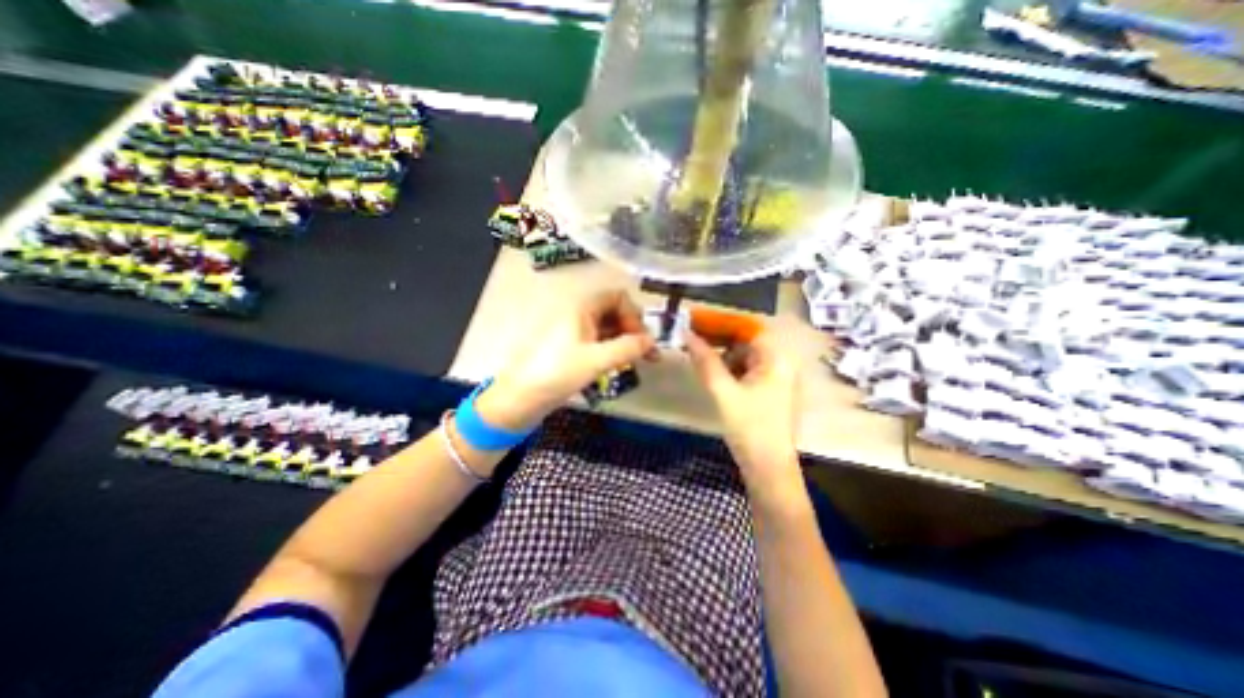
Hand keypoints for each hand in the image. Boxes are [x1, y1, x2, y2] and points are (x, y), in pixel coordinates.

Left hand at [476, 290, 655, 430]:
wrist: (521, 397)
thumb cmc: (557, 372)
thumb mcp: (596, 360)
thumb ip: (628, 348)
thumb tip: (651, 342)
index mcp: (582, 307)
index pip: (618, 297)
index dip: (634, 315)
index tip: (642, 339)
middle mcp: (579, 314)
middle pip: (615, 312)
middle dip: (634, 330)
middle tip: (648, 353)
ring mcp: (575, 331)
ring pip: (608, 329)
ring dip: (626, 342)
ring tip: (639, 362)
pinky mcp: (573, 348)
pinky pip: (599, 342)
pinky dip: (613, 351)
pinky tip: (621, 365)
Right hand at [685, 330, 800, 492]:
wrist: (768, 469)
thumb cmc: (750, 428)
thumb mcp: (723, 391)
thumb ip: (705, 361)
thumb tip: (687, 334)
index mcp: (777, 359)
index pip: (747, 328)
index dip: (721, 322)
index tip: (696, 320)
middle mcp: (781, 363)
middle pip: (747, 341)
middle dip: (720, 339)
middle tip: (693, 339)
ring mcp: (777, 378)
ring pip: (745, 356)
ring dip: (723, 354)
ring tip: (700, 357)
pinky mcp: (770, 391)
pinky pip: (748, 370)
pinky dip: (730, 369)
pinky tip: (715, 375)